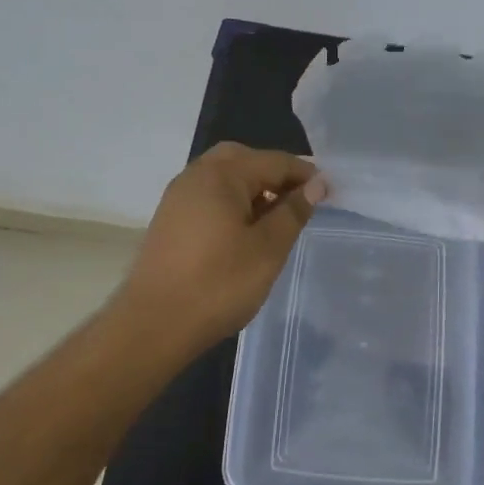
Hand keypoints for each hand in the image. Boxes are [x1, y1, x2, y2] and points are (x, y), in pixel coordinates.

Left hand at [115, 143, 327, 353]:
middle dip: (275, 174)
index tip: (330, 193)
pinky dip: (232, 202)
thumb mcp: (268, 248)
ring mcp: (178, 197)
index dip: (305, 174)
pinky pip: (209, 195)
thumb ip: (293, 211)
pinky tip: (245, 231)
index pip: (274, 161)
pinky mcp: (170, 220)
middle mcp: (196, 175)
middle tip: (299, 200)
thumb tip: (316, 184)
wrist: (154, 325)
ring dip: (253, 188)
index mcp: (221, 175)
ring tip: (276, 218)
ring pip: (223, 177)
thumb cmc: (219, 284)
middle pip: (243, 159)